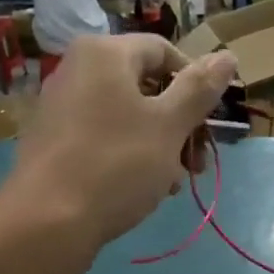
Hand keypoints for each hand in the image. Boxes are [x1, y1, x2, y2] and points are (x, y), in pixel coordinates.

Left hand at [4, 35, 235, 253]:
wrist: (47, 221)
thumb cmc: (116, 165)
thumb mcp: (169, 126)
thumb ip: (199, 89)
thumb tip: (226, 55)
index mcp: (105, 53)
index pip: (164, 51)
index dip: (195, 84)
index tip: (208, 124)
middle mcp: (77, 69)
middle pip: (145, 86)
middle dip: (179, 124)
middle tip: (198, 164)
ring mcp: (61, 107)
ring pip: (127, 117)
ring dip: (160, 146)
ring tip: (174, 183)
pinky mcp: (53, 142)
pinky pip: (103, 137)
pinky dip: (129, 156)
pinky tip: (143, 189)